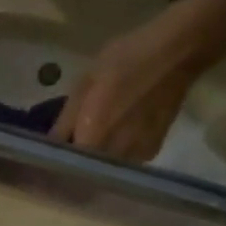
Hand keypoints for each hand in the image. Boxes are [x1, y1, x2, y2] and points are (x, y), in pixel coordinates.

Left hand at [49, 14, 207, 162]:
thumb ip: (64, 121)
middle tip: (66, 157)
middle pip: (85, 174)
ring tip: (90, 149)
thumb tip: (48, 147)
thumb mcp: (85, 84)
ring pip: (105, 171)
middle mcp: (113, 155)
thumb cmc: (126, 60)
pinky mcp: (151, 152)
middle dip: (74, 168)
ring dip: (95, 164)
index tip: (46, 165)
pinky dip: (115, 157)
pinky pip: (124, 163)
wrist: (179, 50)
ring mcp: (135, 157)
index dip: (54, 168)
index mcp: (92, 140)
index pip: (64, 169)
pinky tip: (114, 142)